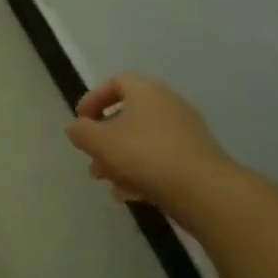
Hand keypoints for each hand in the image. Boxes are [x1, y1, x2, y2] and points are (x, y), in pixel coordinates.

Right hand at [65, 74, 230, 212]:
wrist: (202, 189)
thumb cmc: (145, 155)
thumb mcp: (101, 142)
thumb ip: (81, 132)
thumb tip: (75, 128)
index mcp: (146, 91)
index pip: (116, 82)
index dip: (94, 99)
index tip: (81, 121)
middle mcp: (168, 105)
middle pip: (129, 115)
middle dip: (105, 138)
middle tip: (92, 159)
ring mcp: (185, 132)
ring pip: (143, 140)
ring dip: (120, 158)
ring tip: (107, 182)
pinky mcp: (195, 157)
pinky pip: (160, 158)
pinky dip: (141, 172)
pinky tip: (129, 195)